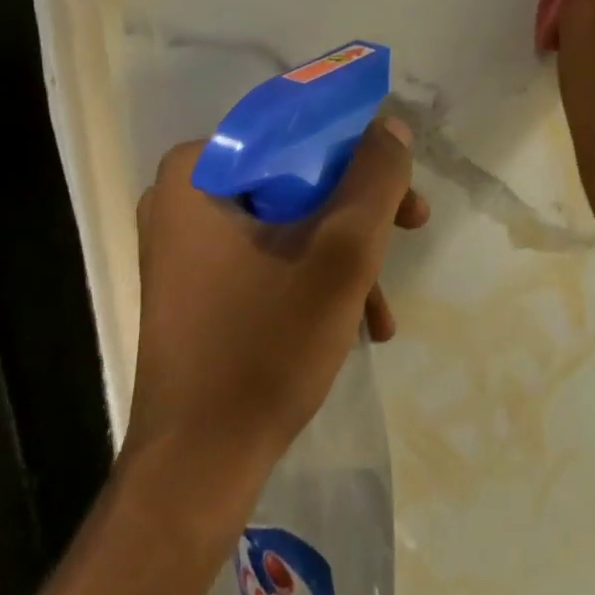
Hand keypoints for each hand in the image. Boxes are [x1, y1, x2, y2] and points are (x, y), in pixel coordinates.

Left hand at [124, 118, 428, 494]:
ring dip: (344, 255)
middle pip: (294, 177)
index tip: (397, 183)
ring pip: (288, 221)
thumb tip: (390, 126)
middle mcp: (183, 198)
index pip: (292, 130)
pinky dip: (315, 281)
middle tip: (410, 228)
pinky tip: (357, 325)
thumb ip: (374, 180)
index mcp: (198, 172)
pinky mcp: (199, 287)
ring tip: (382, 309)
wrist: (199, 468)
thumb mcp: (340, 254)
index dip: (355, 149)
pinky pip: (269, 258)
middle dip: (358, 211)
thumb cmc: (264, 348)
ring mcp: (187, 246)